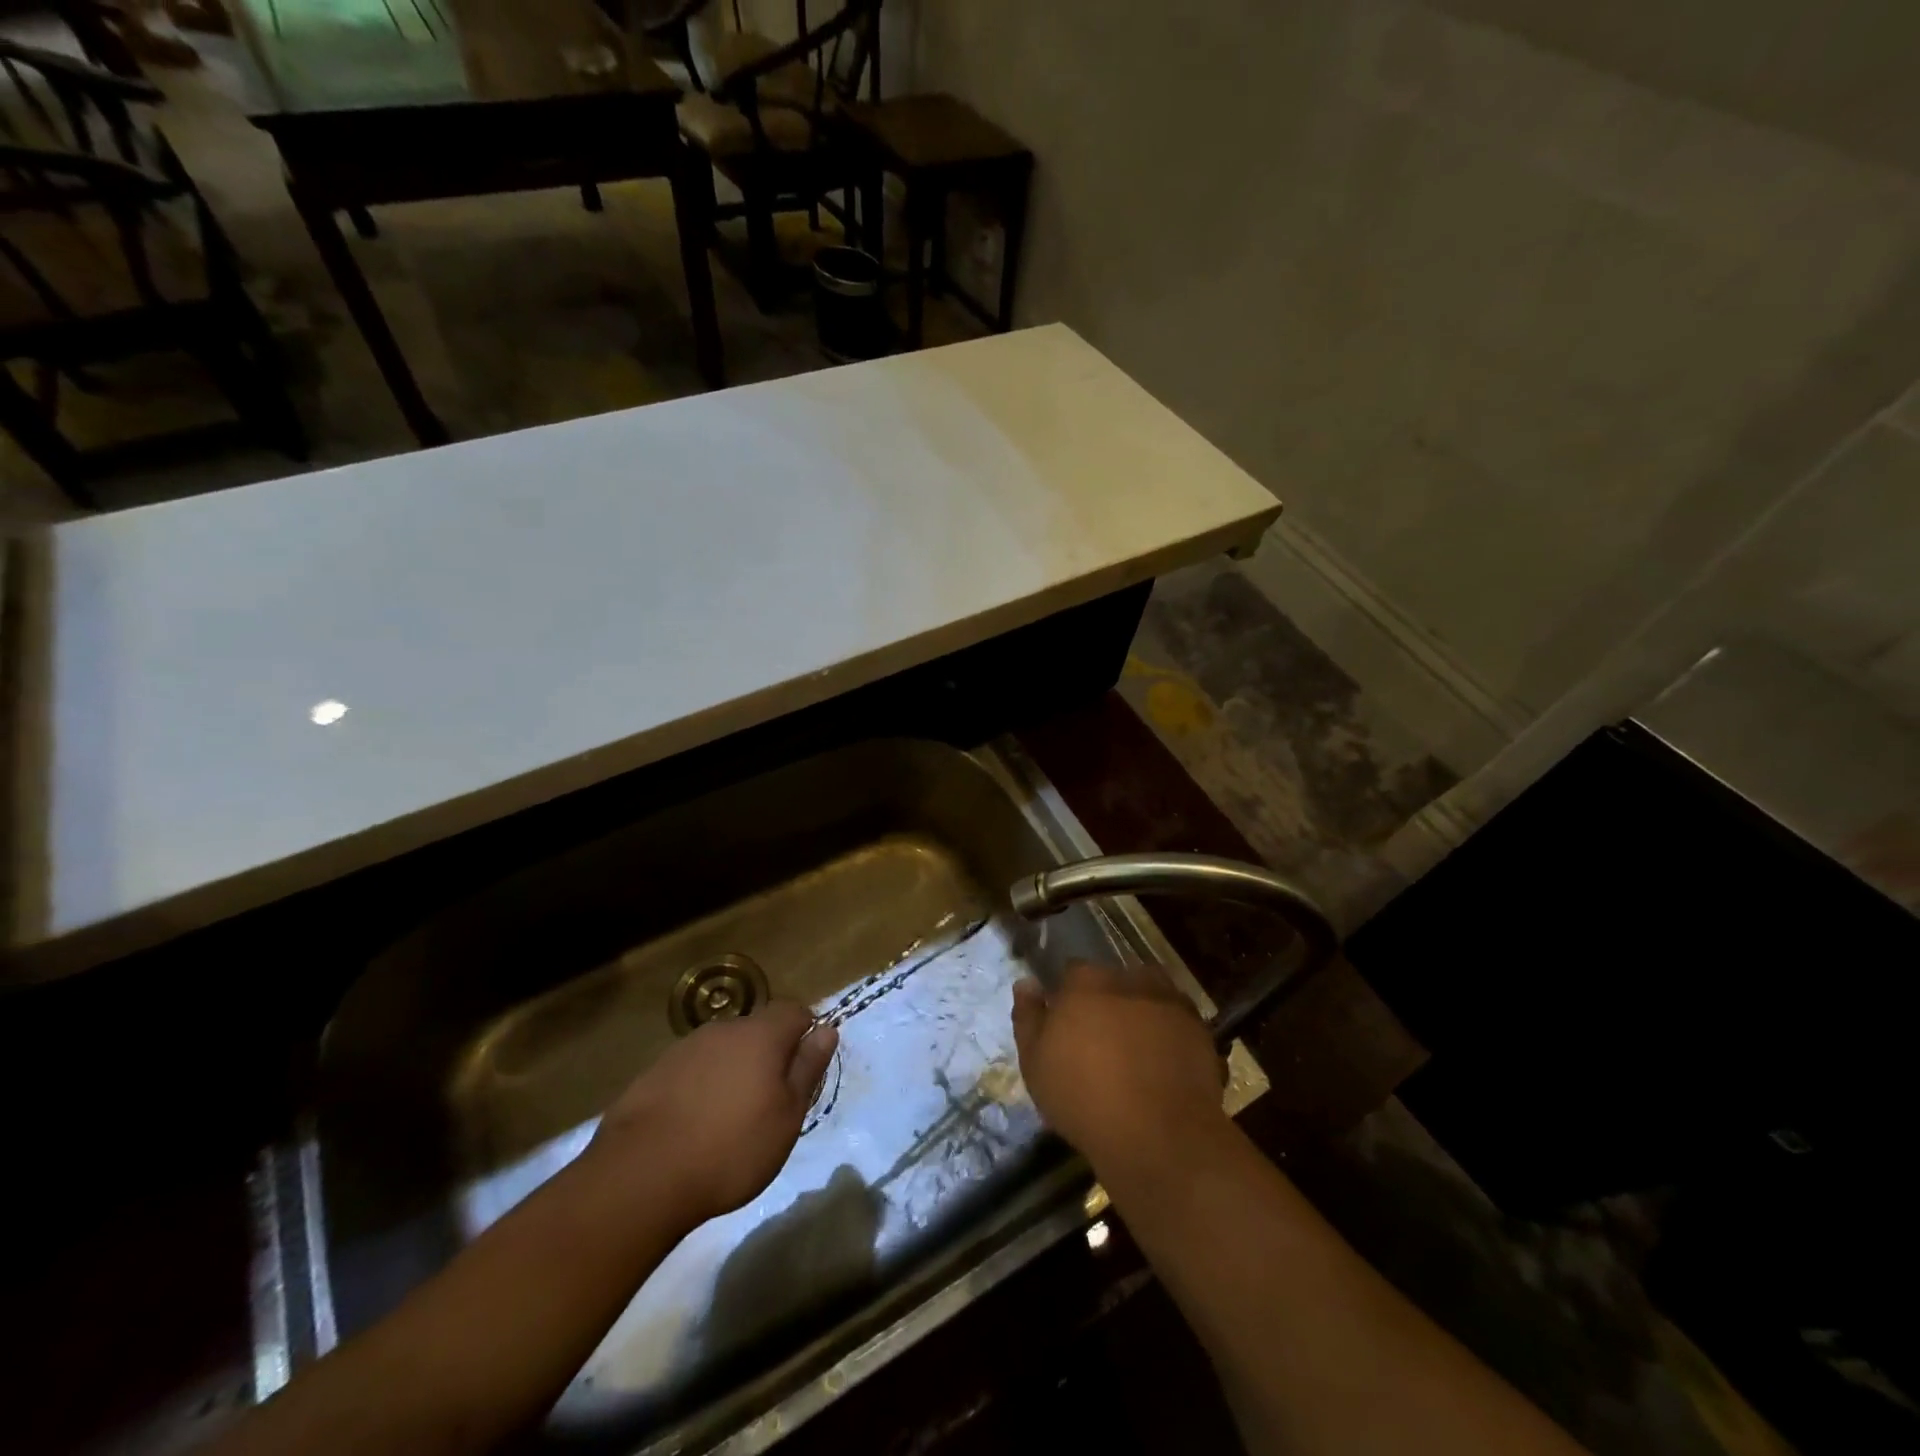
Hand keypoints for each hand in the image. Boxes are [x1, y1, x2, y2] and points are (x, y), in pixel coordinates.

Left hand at [594, 1000, 837, 1224]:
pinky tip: (693, 1127)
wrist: (641, 1176)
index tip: (804, 1070)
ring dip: (732, 1072)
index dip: (805, 1033)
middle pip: (756, 1030)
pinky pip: (691, 1071)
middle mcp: (723, 1030)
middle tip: (770, 1102)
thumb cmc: (731, 1148)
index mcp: (760, 1034)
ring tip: (728, 1120)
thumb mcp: (787, 1116)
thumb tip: (827, 1029)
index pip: (794, 1011)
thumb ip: (808, 1068)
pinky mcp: (653, 1074)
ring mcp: (683, 1049)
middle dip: (768, 1056)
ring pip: (722, 1051)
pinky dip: (700, 1089)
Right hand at [1011, 962, 1226, 1169]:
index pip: (1073, 973)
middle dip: (1108, 1001)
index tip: (1068, 1024)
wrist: (1157, 1134)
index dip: (1070, 997)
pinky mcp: (1199, 1028)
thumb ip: (1028, 1017)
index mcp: (1085, 981)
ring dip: (1142, 1012)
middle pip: (1114, 981)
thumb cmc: (1082, 1097)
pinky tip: (1164, 1065)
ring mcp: (1168, 1000)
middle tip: (1103, 1040)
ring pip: (1149, 996)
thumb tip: (1026, 982)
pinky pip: (1177, 1022)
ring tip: (1137, 1050)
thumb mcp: (1035, 1063)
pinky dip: (1170, 1035)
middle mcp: (1128, 978)